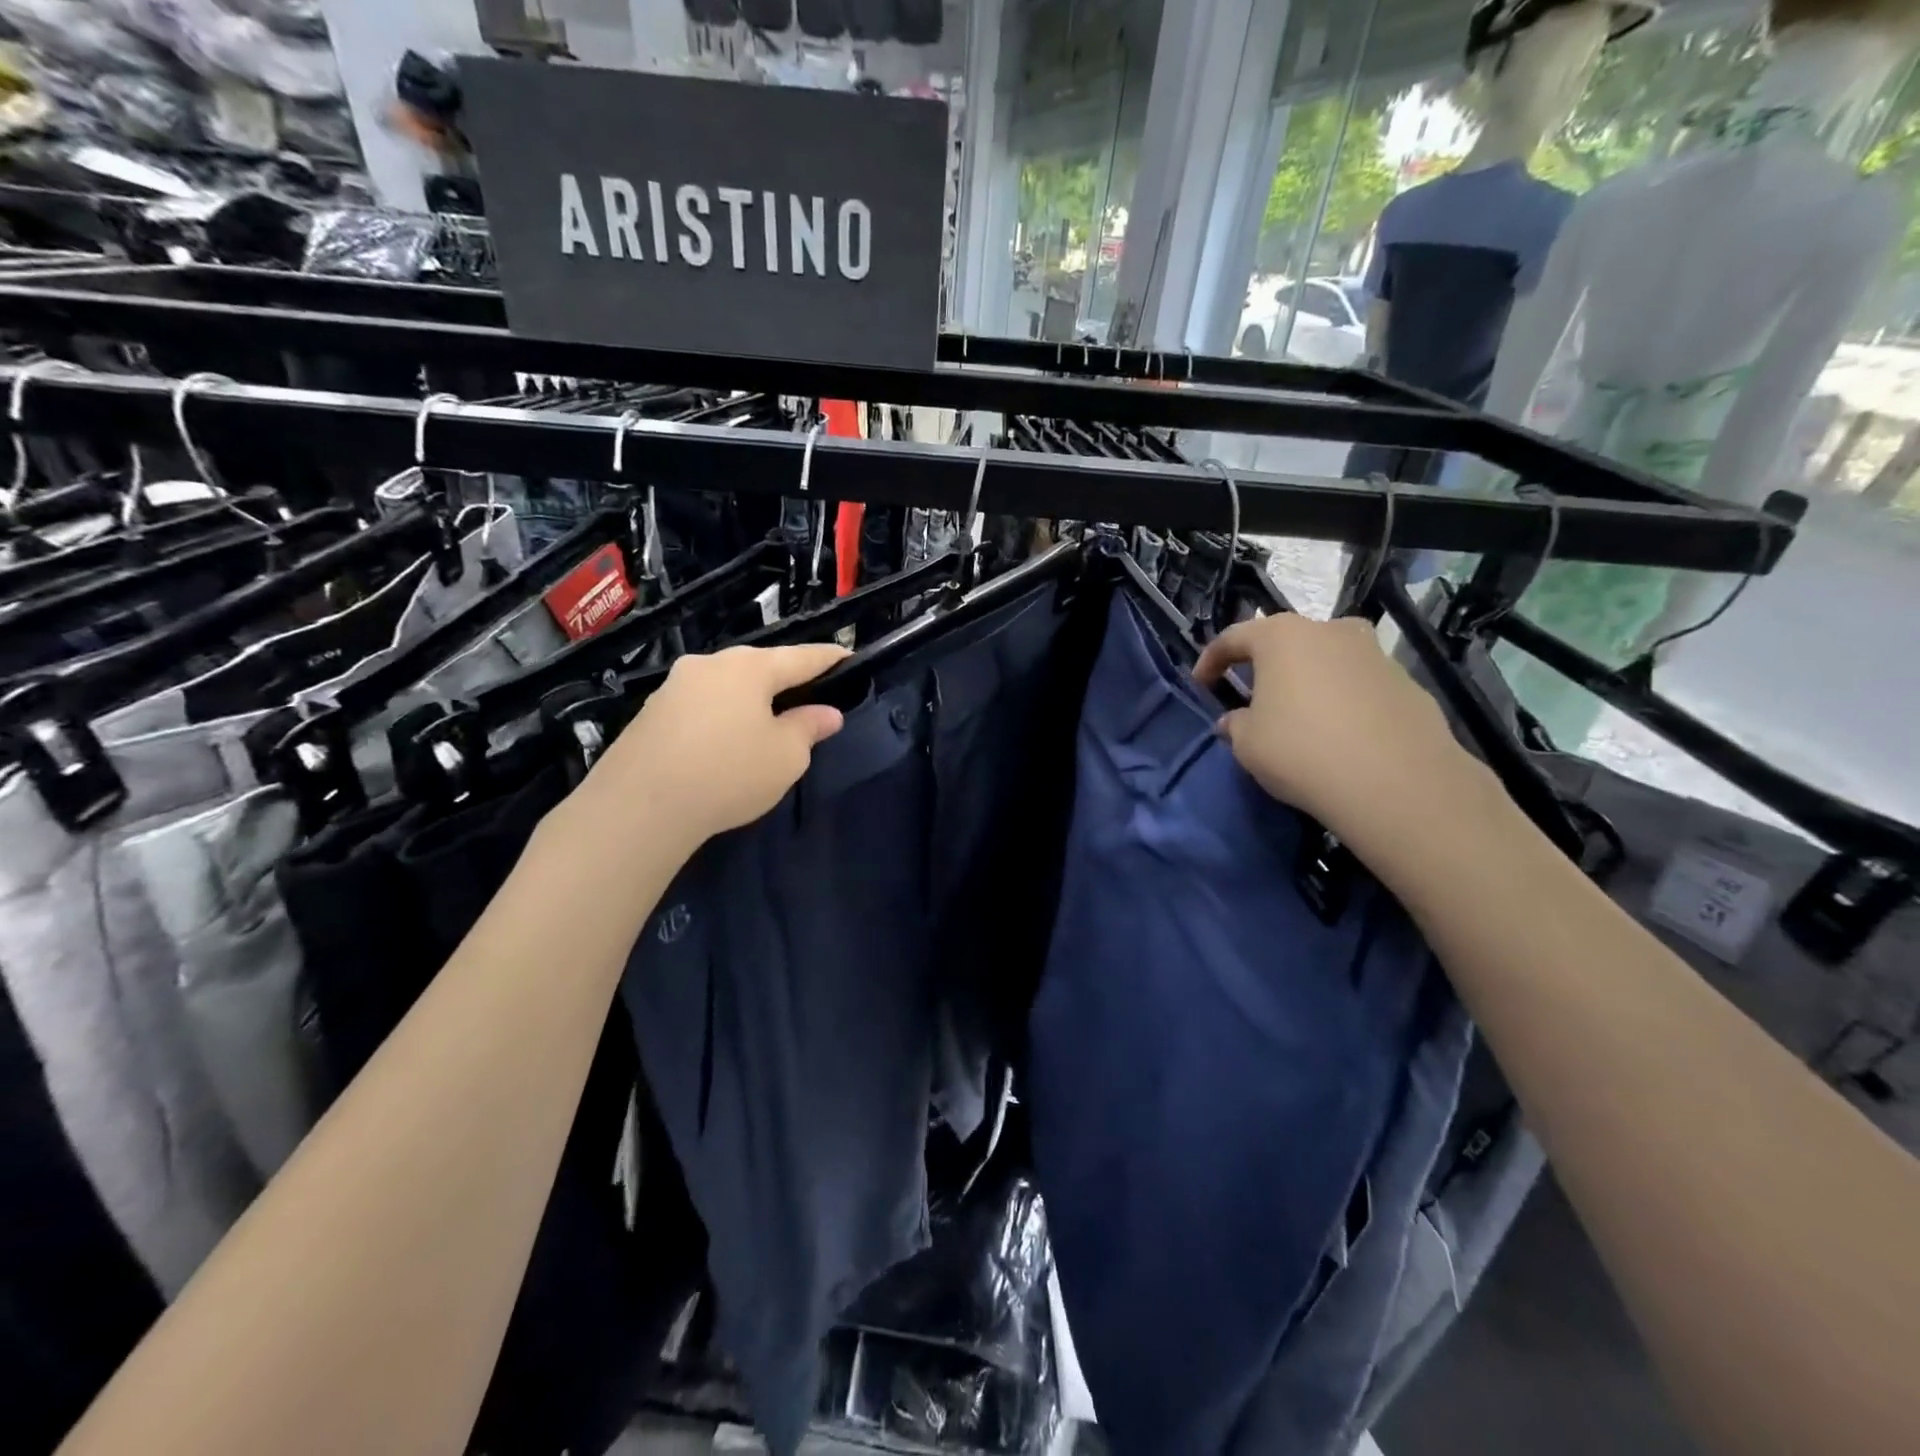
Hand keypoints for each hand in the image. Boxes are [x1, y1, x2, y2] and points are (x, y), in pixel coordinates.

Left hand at [588, 643, 848, 847]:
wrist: (639, 806)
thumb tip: (827, 713)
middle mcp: (710, 664)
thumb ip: (809, 728)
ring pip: (727, 685)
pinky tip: (724, 742)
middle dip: (785, 679)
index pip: (801, 657)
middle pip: (759, 666)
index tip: (847, 655)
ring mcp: (675, 686)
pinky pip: (701, 705)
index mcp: (750, 667)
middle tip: (807, 696)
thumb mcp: (786, 756)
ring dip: (750, 699)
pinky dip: (722, 716)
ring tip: (765, 722)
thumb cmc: (728, 773)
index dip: (828, 658)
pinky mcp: (651, 712)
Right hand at [1194, 614, 1500, 858]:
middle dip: (1266, 667)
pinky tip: (1340, 737)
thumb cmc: (1300, 750)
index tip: (1201, 684)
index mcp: (1282, 636)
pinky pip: (1360, 686)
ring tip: (1300, 718)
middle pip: (1287, 642)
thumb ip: (1235, 724)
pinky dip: (1344, 702)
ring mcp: (1375, 654)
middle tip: (1253, 697)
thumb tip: (1236, 720)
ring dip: (1309, 682)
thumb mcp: (1247, 743)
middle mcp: (1330, 631)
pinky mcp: (1407, 683)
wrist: (1395, 781)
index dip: (1211, 660)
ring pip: (1328, 661)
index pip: (1234, 637)